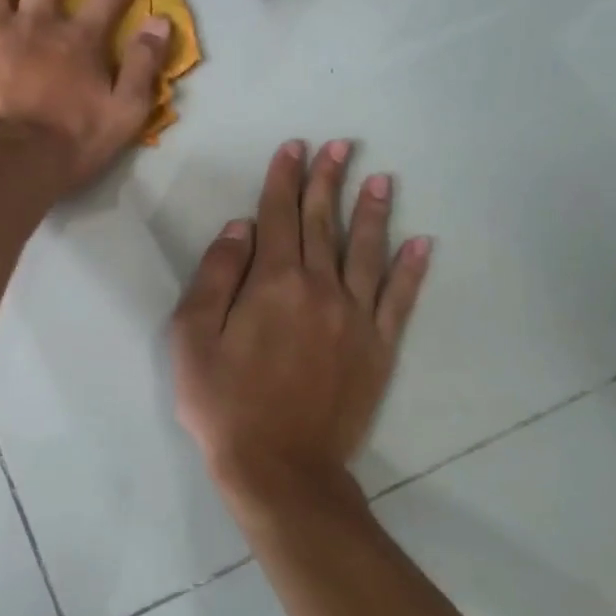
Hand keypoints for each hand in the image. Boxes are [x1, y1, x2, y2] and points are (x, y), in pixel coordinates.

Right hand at [170, 140, 430, 524]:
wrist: (280, 468)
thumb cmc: (224, 402)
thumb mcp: (193, 336)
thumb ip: (216, 275)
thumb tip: (240, 228)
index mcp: (273, 283)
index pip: (279, 217)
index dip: (284, 179)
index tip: (293, 148)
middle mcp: (320, 289)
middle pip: (324, 224)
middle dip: (328, 181)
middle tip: (340, 146)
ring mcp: (355, 319)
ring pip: (366, 252)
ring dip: (372, 212)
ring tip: (380, 178)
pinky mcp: (378, 349)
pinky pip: (400, 300)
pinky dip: (411, 270)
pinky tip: (422, 244)